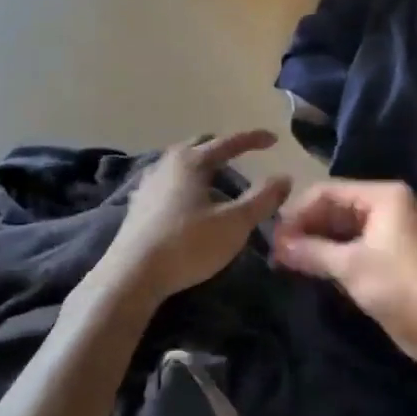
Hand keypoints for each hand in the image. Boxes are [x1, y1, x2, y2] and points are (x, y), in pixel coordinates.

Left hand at [99, 131, 291, 303]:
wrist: (132, 276)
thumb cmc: (187, 245)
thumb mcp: (235, 224)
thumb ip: (262, 199)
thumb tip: (284, 178)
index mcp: (192, 161)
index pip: (228, 142)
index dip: (253, 139)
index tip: (274, 140)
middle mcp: (167, 164)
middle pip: (199, 146)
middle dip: (223, 147)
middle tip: (242, 156)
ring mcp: (149, 183)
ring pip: (180, 162)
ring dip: (201, 164)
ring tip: (216, 178)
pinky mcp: (138, 204)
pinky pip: (167, 180)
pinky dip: (184, 182)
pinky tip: (187, 199)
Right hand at [273, 180, 416, 376]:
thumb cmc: (403, 286)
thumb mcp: (352, 266)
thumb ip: (311, 251)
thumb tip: (275, 245)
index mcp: (382, 196)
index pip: (327, 191)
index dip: (297, 211)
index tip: (271, 236)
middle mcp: (384, 207)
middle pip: (333, 209)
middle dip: (304, 228)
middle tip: (273, 252)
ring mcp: (387, 234)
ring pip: (340, 230)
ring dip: (314, 244)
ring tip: (283, 262)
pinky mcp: (386, 259)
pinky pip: (350, 249)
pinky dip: (329, 257)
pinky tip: (306, 269)